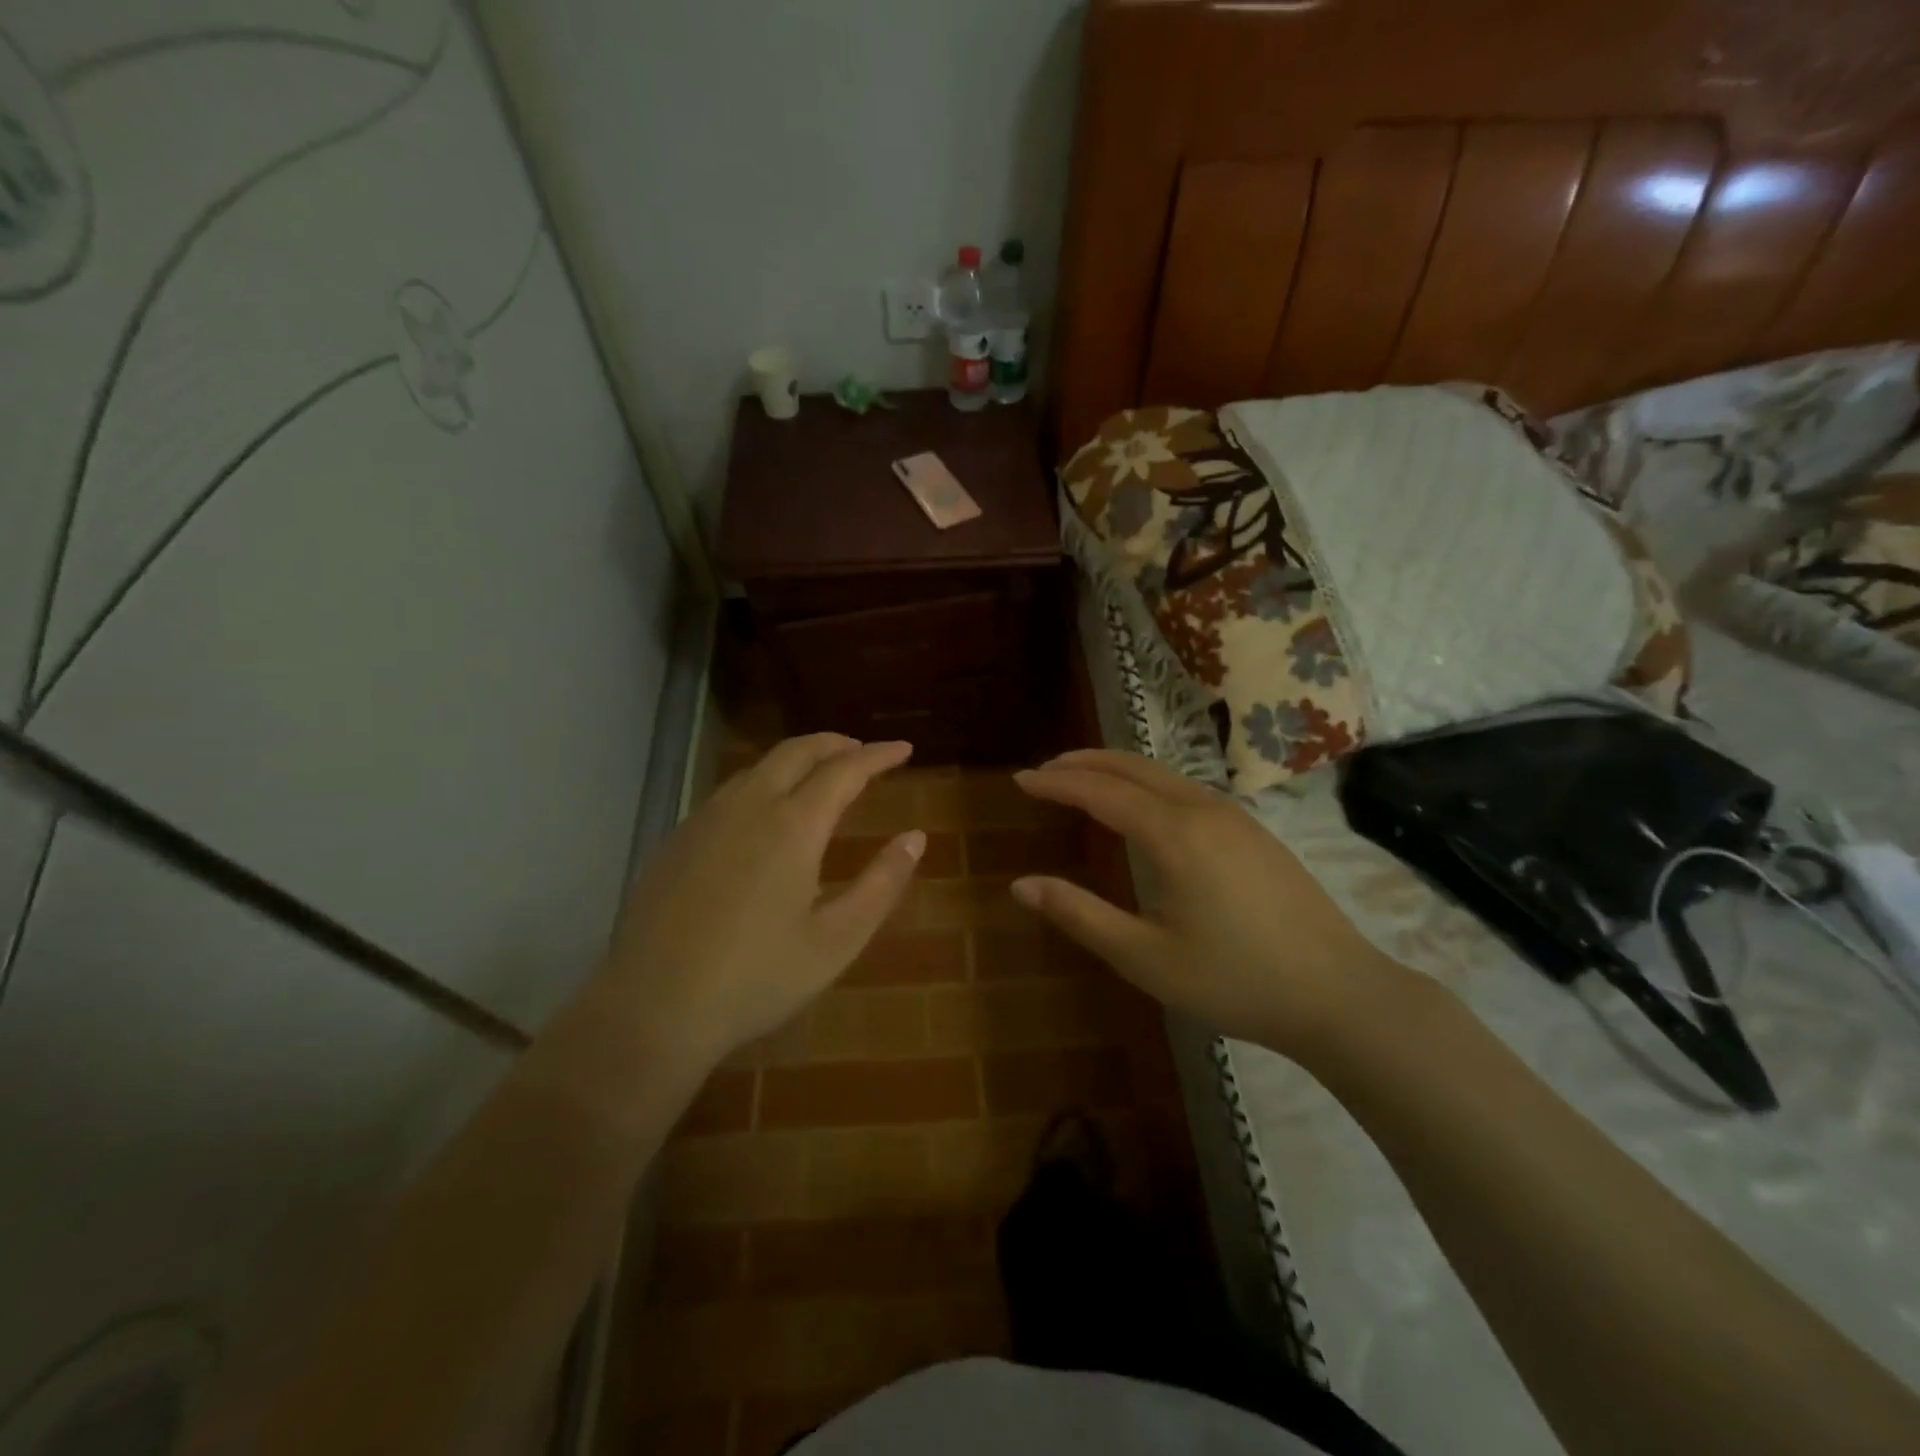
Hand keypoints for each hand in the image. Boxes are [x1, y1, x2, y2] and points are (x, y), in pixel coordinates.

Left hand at [604, 734, 925, 1067]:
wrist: (652, 1007)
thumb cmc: (757, 977)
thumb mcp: (837, 939)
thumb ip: (882, 883)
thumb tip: (915, 838)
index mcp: (793, 825)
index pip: (845, 770)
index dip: (878, 755)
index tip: (904, 748)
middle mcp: (749, 806)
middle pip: (797, 752)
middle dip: (836, 743)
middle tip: (863, 751)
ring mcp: (706, 819)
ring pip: (759, 766)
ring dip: (797, 759)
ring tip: (820, 776)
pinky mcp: (678, 839)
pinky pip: (731, 791)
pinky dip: (764, 782)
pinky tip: (766, 813)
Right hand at [1012, 749, 1418, 1059]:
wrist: (1339, 994)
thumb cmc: (1235, 980)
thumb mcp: (1145, 958)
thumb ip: (1080, 915)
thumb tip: (1021, 885)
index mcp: (1174, 835)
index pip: (1100, 792)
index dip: (1056, 784)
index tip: (1021, 780)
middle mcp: (1203, 810)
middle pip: (1133, 768)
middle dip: (1084, 763)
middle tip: (1045, 770)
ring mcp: (1236, 817)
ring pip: (1163, 774)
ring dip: (1118, 769)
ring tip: (1084, 779)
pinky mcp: (1255, 832)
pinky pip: (1187, 789)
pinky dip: (1148, 783)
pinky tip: (1144, 805)